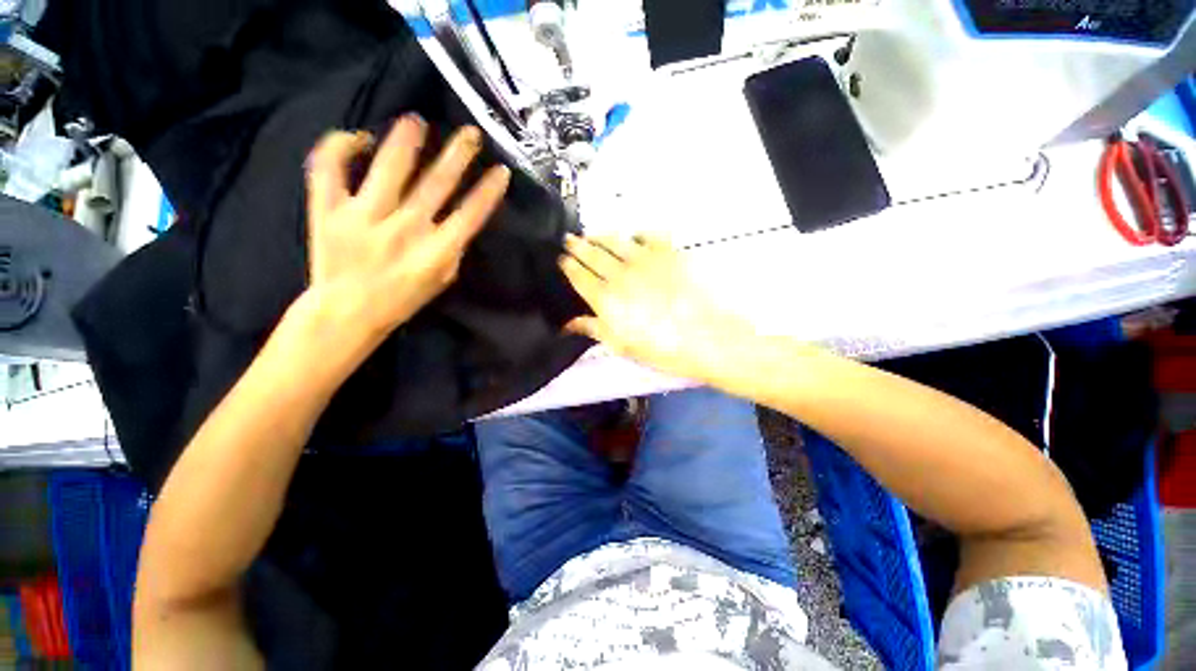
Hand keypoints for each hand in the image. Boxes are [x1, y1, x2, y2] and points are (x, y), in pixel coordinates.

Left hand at [301, 115, 509, 338]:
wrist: (346, 312)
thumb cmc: (401, 299)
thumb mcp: (441, 281)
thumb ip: (452, 250)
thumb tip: (456, 222)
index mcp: (436, 250)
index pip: (471, 214)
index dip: (488, 191)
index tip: (501, 171)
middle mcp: (405, 228)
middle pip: (437, 184)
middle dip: (458, 155)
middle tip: (470, 133)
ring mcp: (365, 216)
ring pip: (389, 167)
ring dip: (406, 141)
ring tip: (416, 121)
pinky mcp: (328, 209)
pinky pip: (329, 167)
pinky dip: (340, 145)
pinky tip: (358, 138)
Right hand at [560, 235, 754, 382]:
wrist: (708, 337)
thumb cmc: (663, 349)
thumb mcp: (622, 345)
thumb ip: (593, 329)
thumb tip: (568, 324)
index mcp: (606, 299)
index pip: (580, 276)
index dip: (569, 266)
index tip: (562, 258)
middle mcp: (620, 274)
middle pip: (593, 255)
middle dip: (578, 246)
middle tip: (569, 239)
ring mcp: (645, 259)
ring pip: (615, 241)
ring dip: (600, 236)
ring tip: (592, 234)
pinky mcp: (669, 252)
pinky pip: (648, 236)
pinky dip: (637, 235)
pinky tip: (634, 236)